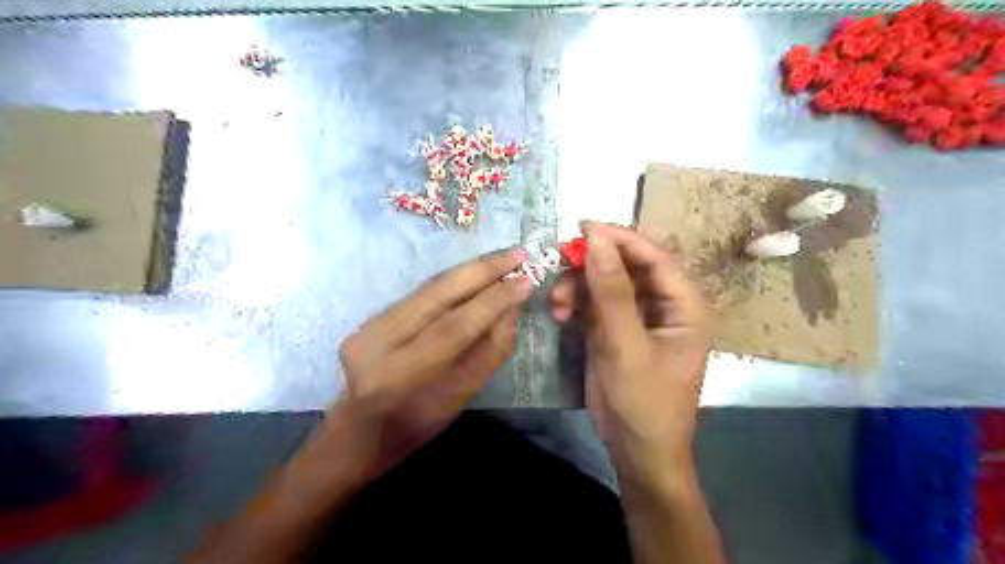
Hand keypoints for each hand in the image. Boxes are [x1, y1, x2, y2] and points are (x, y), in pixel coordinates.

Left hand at [311, 250, 532, 482]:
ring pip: (427, 287)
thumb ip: (490, 351)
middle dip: (482, 269)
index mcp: (404, 374)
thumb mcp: (462, 395)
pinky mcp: (366, 318)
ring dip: (469, 269)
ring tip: (502, 258)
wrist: (361, 432)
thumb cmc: (419, 424)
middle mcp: (379, 342)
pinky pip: (418, 294)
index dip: (494, 300)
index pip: (456, 325)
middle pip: (437, 293)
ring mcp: (368, 326)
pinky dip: (451, 282)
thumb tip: (512, 308)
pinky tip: (474, 274)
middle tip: (517, 253)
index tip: (525, 281)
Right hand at [554, 222, 709, 480]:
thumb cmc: (643, 402)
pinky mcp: (617, 328)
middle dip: (590, 266)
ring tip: (556, 305)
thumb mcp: (625, 346)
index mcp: (685, 304)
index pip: (653, 256)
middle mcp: (664, 303)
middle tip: (559, 265)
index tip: (581, 228)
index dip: (619, 238)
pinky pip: (594, 302)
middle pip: (626, 265)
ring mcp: (638, 315)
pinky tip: (560, 315)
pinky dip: (575, 303)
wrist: (636, 450)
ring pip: (605, 282)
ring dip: (577, 287)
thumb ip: (611, 292)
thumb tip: (596, 239)